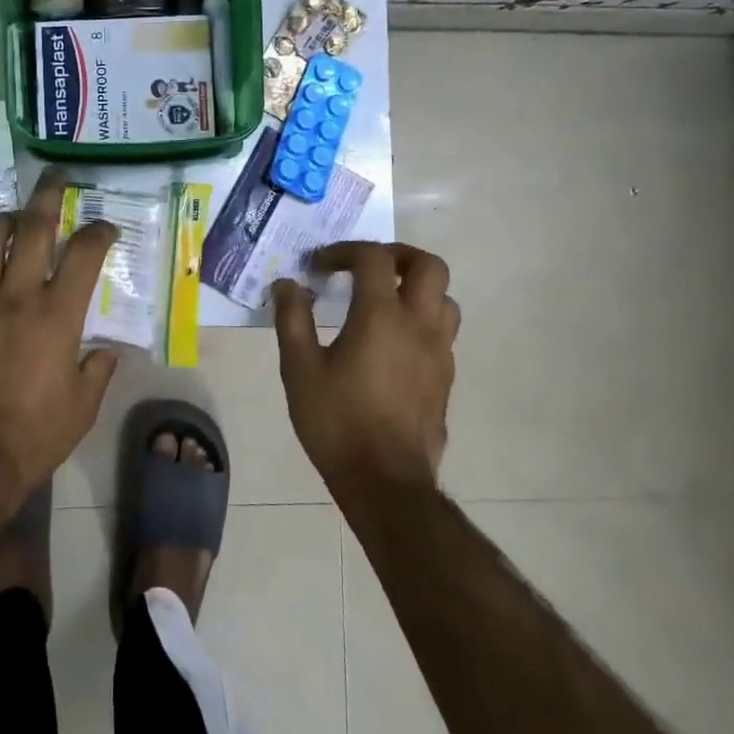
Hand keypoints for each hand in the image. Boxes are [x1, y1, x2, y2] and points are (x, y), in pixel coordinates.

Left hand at [0, 170, 119, 506]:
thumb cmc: (36, 436)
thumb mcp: (83, 406)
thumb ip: (98, 369)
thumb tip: (105, 351)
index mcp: (57, 315)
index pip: (84, 253)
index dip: (99, 231)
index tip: (105, 226)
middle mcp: (16, 298)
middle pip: (33, 229)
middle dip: (48, 196)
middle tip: (55, 179)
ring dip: (1, 223)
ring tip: (11, 219)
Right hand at [272, 242, 459, 496]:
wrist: (386, 482)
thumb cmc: (337, 422)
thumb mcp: (300, 369)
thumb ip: (293, 319)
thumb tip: (287, 284)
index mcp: (381, 316)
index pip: (373, 258)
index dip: (345, 251)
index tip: (319, 266)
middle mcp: (418, 324)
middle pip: (428, 265)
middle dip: (397, 255)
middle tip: (366, 267)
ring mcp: (439, 351)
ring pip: (444, 298)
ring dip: (416, 287)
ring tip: (384, 300)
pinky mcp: (445, 376)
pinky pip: (442, 330)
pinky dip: (421, 319)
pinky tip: (392, 342)